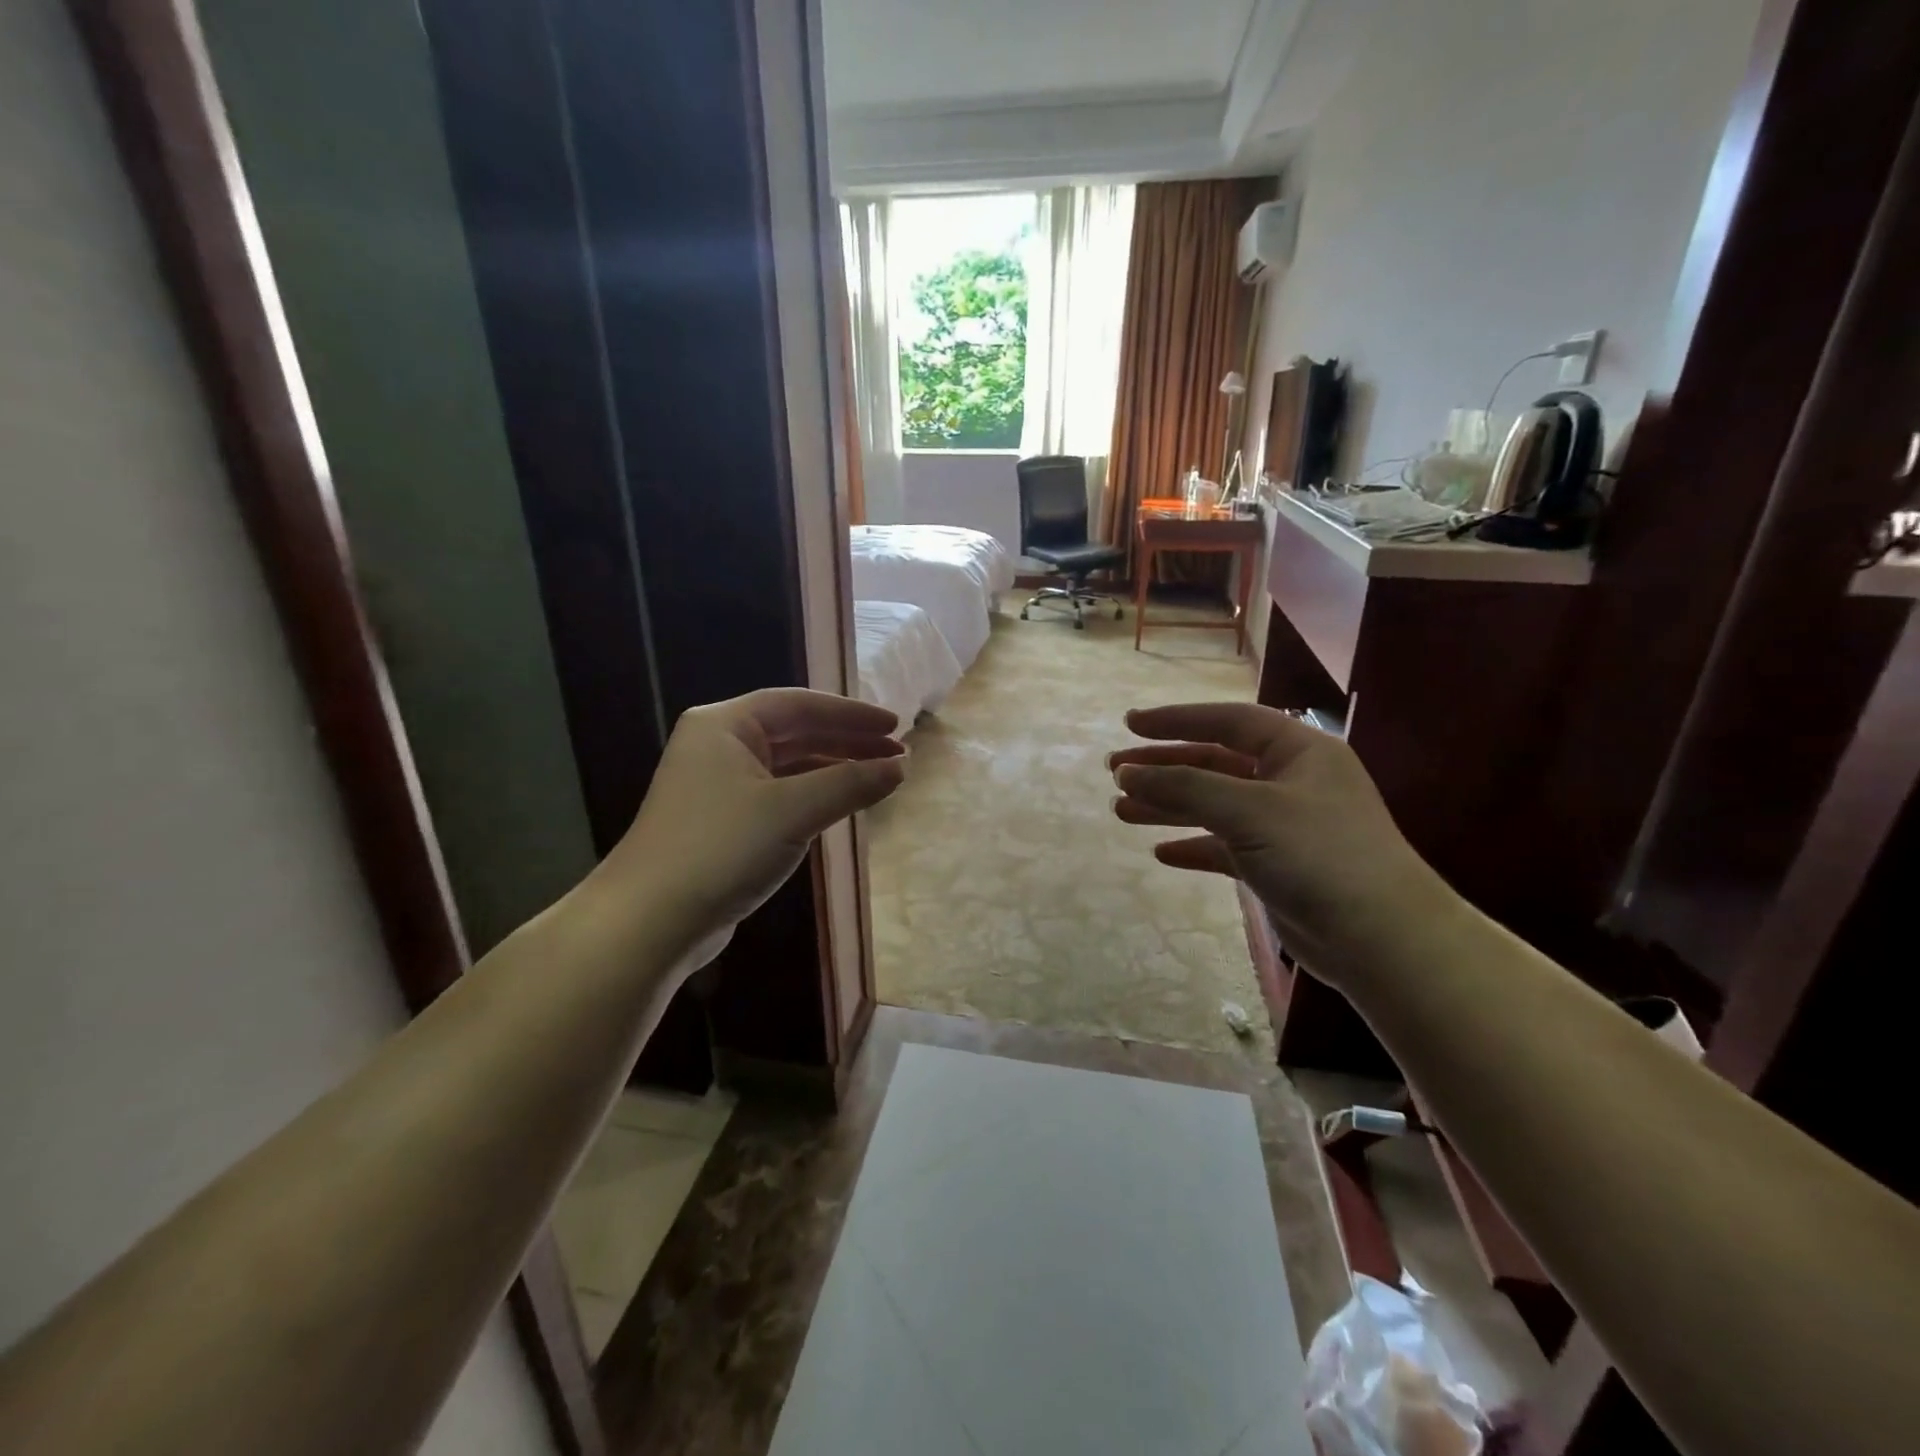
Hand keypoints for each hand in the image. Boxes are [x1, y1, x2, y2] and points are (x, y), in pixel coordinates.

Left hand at [599, 689, 905, 955]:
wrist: (649, 922)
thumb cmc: (721, 849)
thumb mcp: (793, 811)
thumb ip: (850, 783)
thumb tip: (900, 768)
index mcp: (725, 725)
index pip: (799, 705)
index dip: (851, 714)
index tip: (895, 726)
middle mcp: (718, 746)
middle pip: (794, 732)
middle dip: (847, 742)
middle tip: (897, 754)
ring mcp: (716, 784)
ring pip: (787, 765)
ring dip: (833, 769)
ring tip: (879, 777)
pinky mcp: (721, 821)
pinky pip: (778, 794)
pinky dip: (812, 795)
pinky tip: (840, 804)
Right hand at [1110, 702, 1443, 978]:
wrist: (1381, 940)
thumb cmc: (1319, 855)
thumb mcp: (1248, 810)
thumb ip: (1184, 786)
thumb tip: (1127, 771)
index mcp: (1298, 751)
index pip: (1228, 721)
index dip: (1177, 721)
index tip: (1130, 724)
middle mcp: (1291, 781)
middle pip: (1214, 763)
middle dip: (1164, 767)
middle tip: (1115, 772)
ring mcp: (1284, 825)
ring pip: (1214, 806)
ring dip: (1169, 806)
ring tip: (1121, 811)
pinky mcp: (1276, 866)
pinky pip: (1224, 846)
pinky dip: (1193, 846)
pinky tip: (1162, 853)